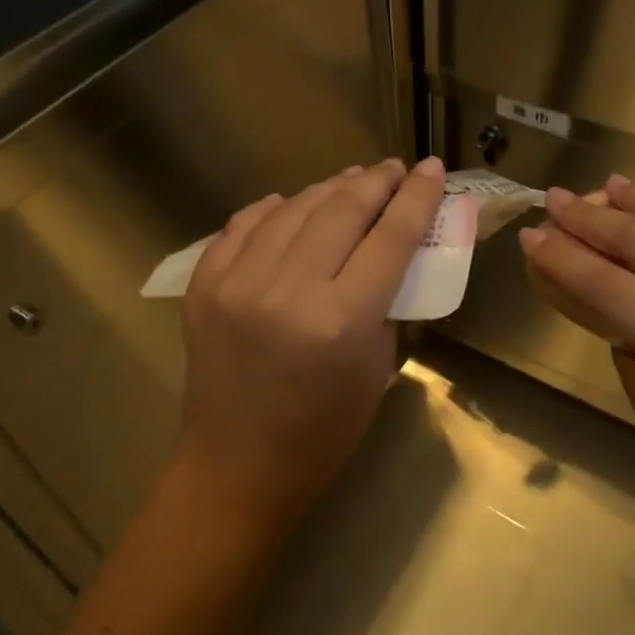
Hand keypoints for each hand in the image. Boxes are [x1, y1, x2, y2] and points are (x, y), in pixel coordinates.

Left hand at [175, 157, 447, 540]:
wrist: (235, 466)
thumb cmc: (322, 430)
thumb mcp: (376, 367)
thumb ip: (386, 302)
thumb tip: (391, 245)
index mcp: (340, 320)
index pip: (390, 238)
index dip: (415, 197)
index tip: (430, 167)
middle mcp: (287, 291)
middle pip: (341, 210)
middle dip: (374, 182)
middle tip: (393, 169)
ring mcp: (237, 283)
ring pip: (292, 208)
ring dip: (328, 189)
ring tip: (351, 181)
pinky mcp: (204, 285)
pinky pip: (243, 225)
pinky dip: (273, 209)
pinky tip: (292, 204)